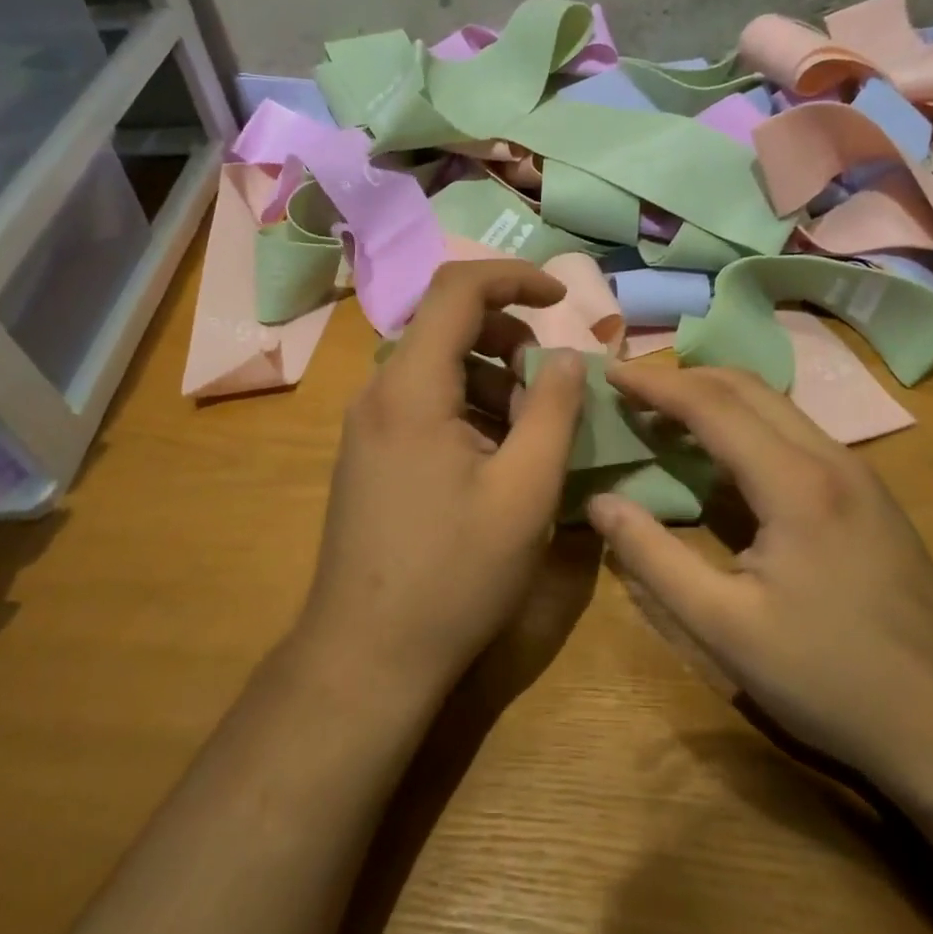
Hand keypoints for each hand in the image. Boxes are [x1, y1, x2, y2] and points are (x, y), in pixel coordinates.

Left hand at [296, 261, 589, 703]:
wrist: (366, 655)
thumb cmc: (453, 574)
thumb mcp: (524, 491)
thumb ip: (553, 411)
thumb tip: (566, 356)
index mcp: (411, 387)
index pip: (456, 289)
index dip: (514, 278)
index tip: (561, 299)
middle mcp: (379, 392)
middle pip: (446, 325)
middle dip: (509, 336)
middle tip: (550, 381)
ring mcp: (368, 425)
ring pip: (437, 367)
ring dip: (492, 377)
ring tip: (531, 429)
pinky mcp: (370, 454)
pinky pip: (424, 403)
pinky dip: (468, 407)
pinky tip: (497, 457)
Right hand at [587, 363, 932, 796]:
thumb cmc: (829, 676)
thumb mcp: (723, 627)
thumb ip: (653, 558)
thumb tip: (599, 503)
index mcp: (795, 483)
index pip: (712, 405)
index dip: (655, 385)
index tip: (610, 373)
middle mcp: (831, 459)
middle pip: (748, 388)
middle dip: (684, 379)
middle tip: (632, 392)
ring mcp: (859, 476)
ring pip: (777, 407)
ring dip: (718, 399)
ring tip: (667, 418)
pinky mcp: (870, 498)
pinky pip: (796, 434)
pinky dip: (748, 426)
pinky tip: (726, 460)